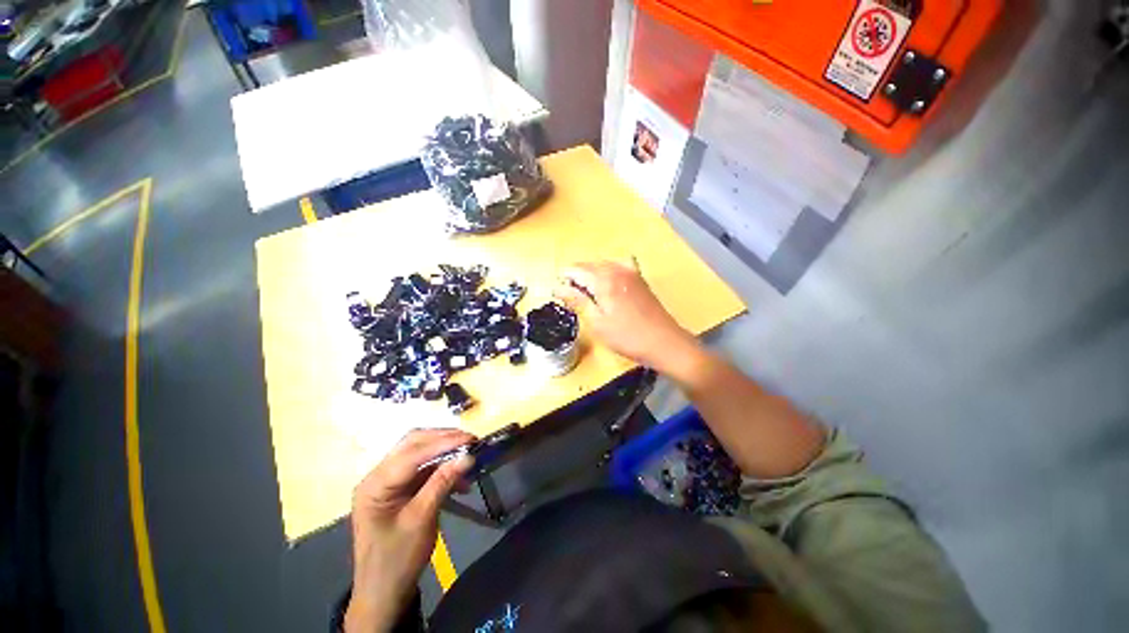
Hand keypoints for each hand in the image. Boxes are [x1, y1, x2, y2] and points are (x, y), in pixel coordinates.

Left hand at [345, 429, 475, 631]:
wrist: (383, 593)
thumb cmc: (398, 559)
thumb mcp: (422, 519)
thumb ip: (443, 482)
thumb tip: (468, 456)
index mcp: (375, 484)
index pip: (411, 453)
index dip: (443, 443)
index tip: (471, 439)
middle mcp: (378, 476)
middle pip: (413, 444)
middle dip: (443, 439)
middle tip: (471, 441)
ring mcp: (387, 481)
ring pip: (419, 452)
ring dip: (444, 451)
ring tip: (468, 454)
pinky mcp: (398, 488)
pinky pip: (422, 468)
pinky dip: (441, 468)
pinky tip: (460, 478)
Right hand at [554, 261, 702, 372]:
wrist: (664, 342)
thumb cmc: (627, 336)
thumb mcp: (597, 321)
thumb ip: (577, 300)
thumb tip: (557, 287)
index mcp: (604, 278)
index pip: (575, 270)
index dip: (564, 282)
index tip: (563, 299)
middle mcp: (617, 268)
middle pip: (588, 266)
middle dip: (577, 280)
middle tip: (576, 303)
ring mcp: (631, 271)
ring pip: (601, 266)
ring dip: (591, 278)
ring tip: (592, 300)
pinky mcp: (639, 278)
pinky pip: (616, 268)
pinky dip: (607, 276)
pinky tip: (609, 292)